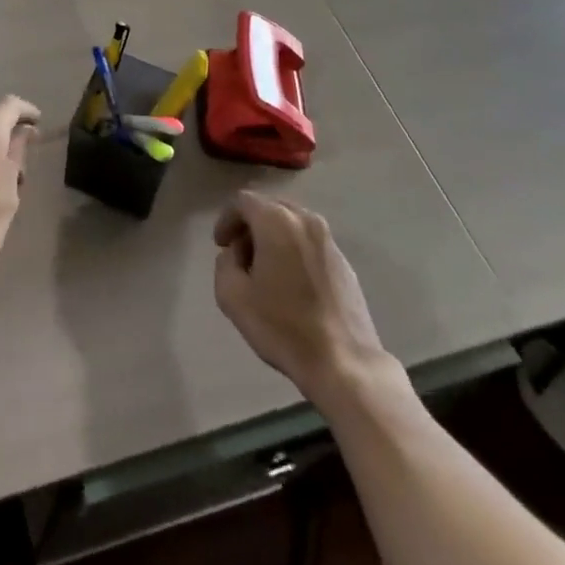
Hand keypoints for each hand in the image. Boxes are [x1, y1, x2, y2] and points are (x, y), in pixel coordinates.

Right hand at [212, 192, 393, 405]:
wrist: (344, 363)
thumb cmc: (283, 326)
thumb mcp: (232, 296)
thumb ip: (224, 263)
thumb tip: (235, 254)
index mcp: (277, 221)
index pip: (243, 201)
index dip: (226, 219)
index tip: (220, 245)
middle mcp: (305, 220)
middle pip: (270, 208)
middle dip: (250, 226)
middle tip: (239, 256)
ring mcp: (329, 241)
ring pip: (292, 225)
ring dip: (273, 238)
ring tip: (265, 271)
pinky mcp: (345, 263)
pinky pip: (310, 244)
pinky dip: (294, 252)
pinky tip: (291, 285)